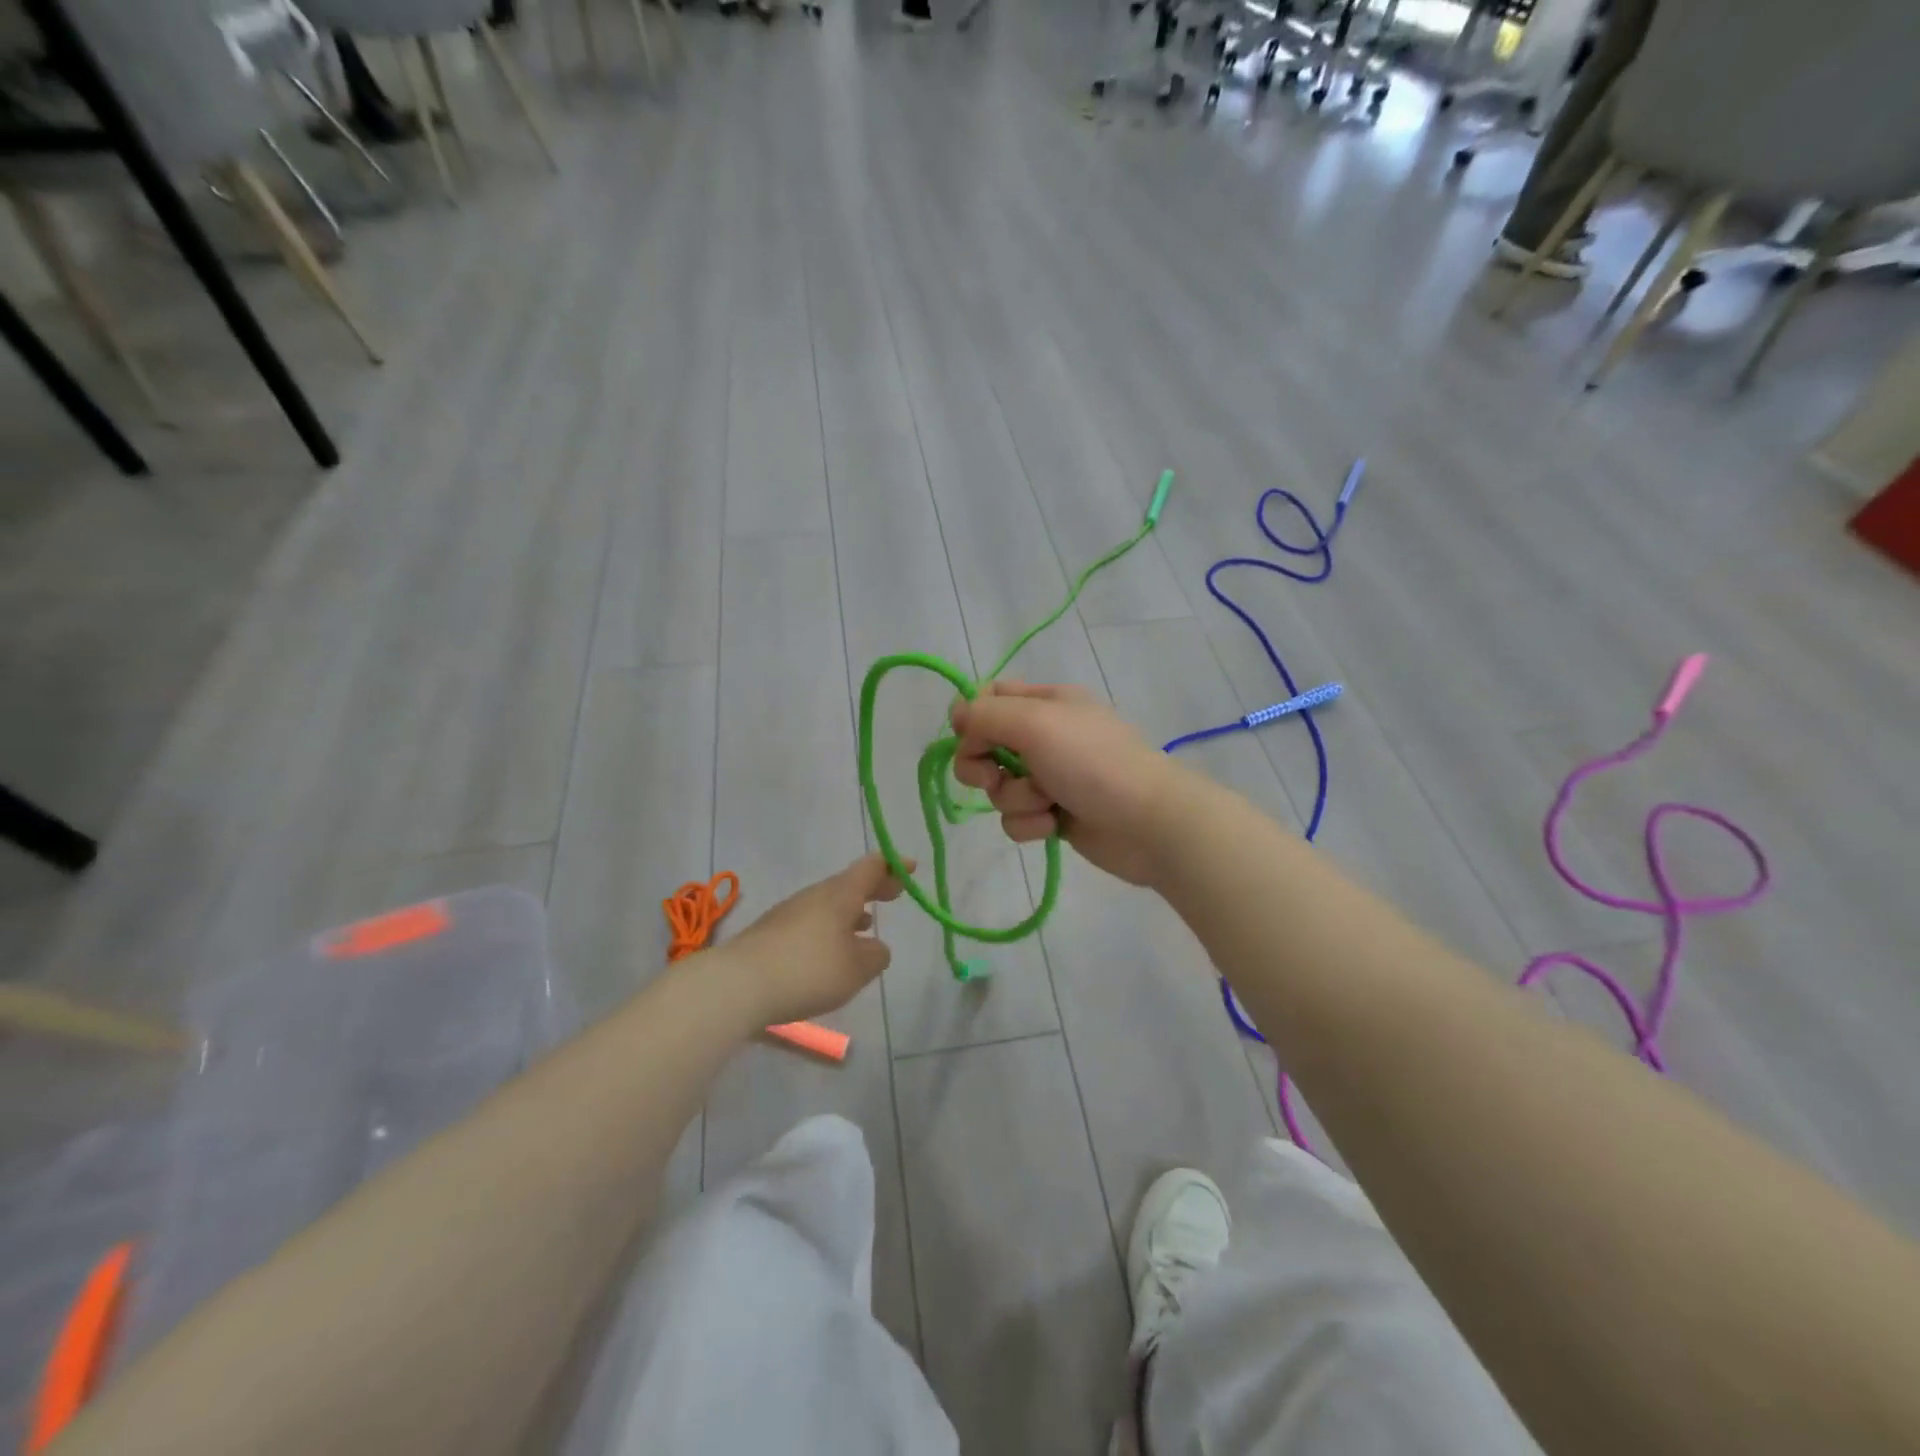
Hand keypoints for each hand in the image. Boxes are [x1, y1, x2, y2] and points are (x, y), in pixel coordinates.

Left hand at [723, 852, 908, 1024]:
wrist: (737, 984)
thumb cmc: (807, 970)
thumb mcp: (856, 969)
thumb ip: (875, 955)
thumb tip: (875, 946)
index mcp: (840, 895)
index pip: (871, 867)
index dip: (893, 866)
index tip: (911, 868)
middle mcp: (815, 896)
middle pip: (849, 883)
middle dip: (874, 888)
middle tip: (894, 894)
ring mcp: (790, 912)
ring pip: (829, 904)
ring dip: (851, 910)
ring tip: (867, 924)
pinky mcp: (772, 933)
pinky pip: (811, 921)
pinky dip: (831, 927)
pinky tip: (831, 950)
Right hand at [949, 681, 1182, 885]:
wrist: (1149, 823)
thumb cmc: (1092, 762)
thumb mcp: (1035, 723)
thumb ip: (986, 715)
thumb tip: (955, 714)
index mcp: (1046, 702)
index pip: (990, 697)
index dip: (971, 718)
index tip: (968, 738)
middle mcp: (1046, 736)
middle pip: (985, 746)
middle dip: (983, 766)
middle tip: (994, 776)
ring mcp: (1051, 777)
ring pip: (999, 788)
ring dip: (1014, 799)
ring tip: (1046, 802)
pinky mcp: (1055, 814)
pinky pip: (1017, 818)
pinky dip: (1030, 823)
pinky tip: (1055, 825)